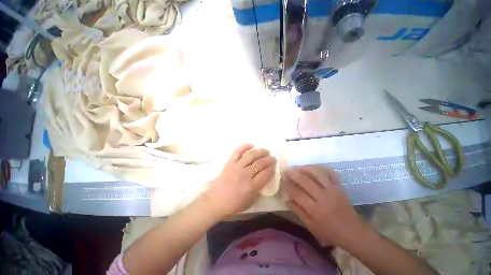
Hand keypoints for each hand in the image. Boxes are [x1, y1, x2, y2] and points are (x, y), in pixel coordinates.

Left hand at [202, 144, 275, 218]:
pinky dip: (244, 146)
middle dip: (268, 159)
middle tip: (272, 157)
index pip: (266, 173)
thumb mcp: (251, 201)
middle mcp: (245, 175)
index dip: (272, 168)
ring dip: (260, 151)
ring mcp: (236, 167)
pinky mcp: (229, 163)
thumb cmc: (233, 204)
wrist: (215, 202)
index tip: (274, 165)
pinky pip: (237, 152)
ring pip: (250, 155)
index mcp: (252, 186)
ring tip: (265, 151)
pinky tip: (251, 145)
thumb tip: (265, 176)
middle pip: (260, 163)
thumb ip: (259, 188)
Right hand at [284, 165, 359, 245]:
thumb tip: (287, 198)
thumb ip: (298, 211)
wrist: (352, 231)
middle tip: (287, 170)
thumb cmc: (329, 232)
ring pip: (317, 173)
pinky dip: (322, 167)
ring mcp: (333, 190)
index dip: (288, 185)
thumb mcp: (310, 226)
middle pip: (305, 180)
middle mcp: (323, 197)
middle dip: (293, 173)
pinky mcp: (340, 187)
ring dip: (305, 168)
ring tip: (298, 167)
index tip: (283, 180)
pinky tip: (314, 168)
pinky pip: (331, 172)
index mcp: (315, 210)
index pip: (297, 193)